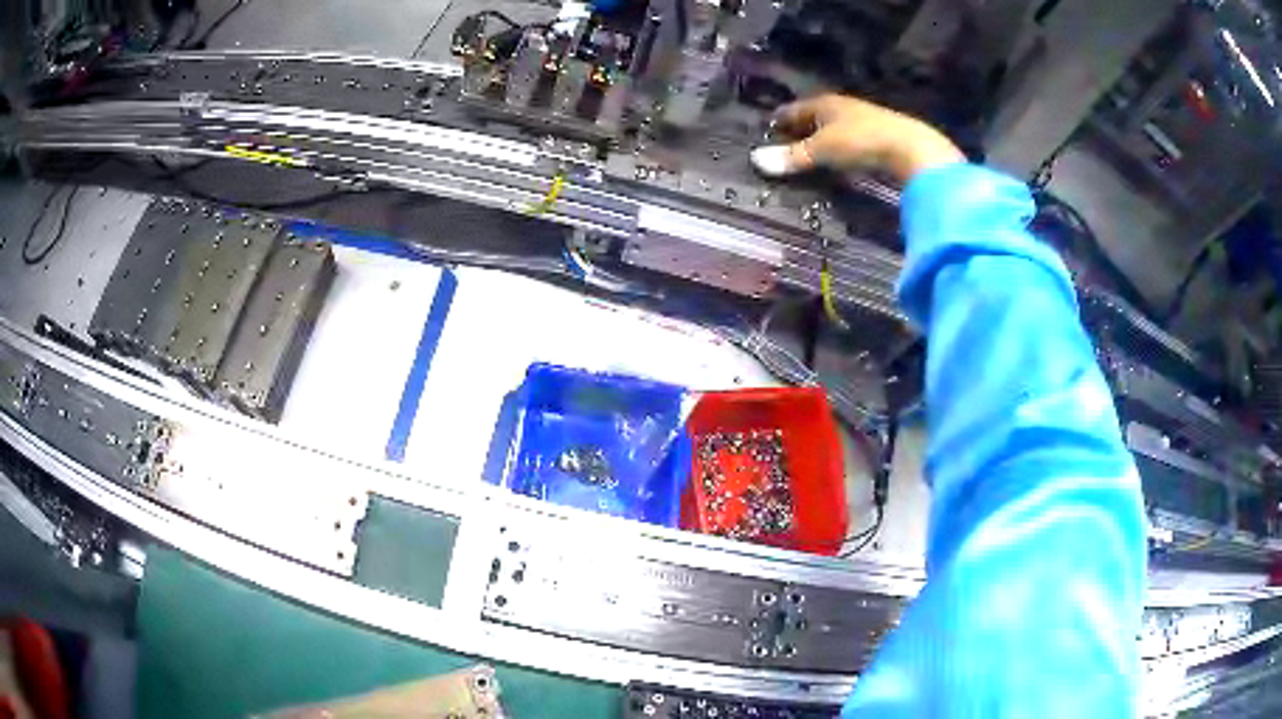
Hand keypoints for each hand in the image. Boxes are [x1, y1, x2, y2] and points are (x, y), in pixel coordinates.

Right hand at [750, 94, 964, 184]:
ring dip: (821, 138)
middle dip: (800, 128)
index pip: (794, 109)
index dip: (780, 119)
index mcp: (824, 103)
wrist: (912, 149)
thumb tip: (756, 160)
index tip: (767, 128)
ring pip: (833, 128)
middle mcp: (842, 107)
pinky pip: (849, 140)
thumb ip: (792, 156)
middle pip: (814, 117)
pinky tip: (838, 159)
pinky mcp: (879, 137)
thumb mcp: (822, 150)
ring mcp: (863, 121)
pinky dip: (839, 147)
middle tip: (784, 142)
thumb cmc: (861, 141)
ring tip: (808, 153)